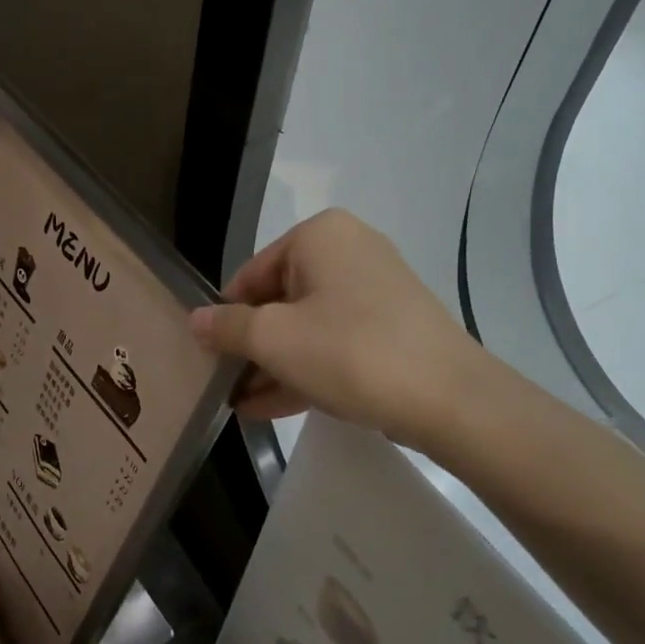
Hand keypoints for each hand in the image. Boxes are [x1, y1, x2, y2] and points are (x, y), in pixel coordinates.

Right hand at [190, 209, 490, 450]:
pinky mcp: (391, 327)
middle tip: (223, 385)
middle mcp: (349, 251)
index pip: (250, 275)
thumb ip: (227, 327)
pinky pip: (334, 343)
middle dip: (250, 348)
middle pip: (279, 301)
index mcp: (320, 236)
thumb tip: (195, 320)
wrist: (449, 399)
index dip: (226, 318)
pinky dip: (304, 369)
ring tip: (240, 404)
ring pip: (307, 326)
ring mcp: (375, 290)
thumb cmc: (350, 352)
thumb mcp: (274, 339)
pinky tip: (270, 407)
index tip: (209, 358)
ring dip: (272, 366)